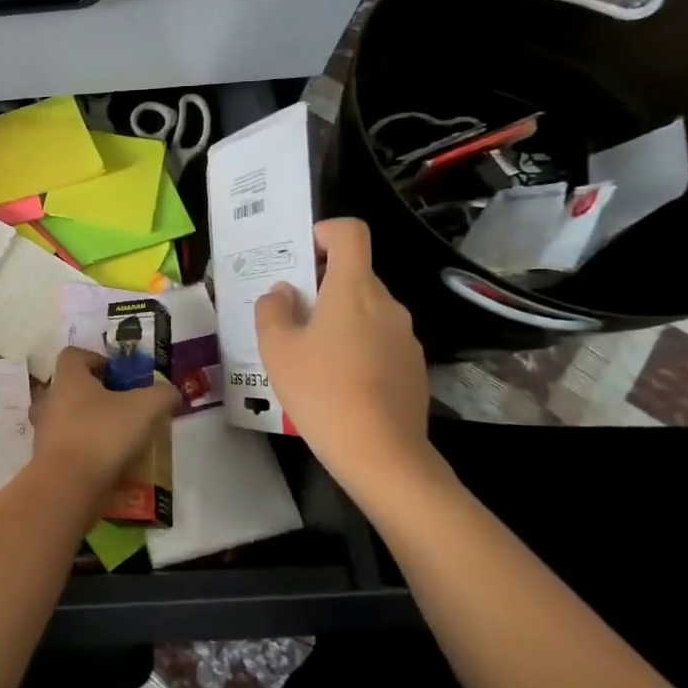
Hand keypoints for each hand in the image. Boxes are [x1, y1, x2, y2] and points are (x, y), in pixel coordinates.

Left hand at [32, 346, 180, 495]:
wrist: (68, 486)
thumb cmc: (103, 434)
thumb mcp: (145, 408)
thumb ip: (162, 394)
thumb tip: (171, 392)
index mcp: (68, 377)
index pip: (74, 355)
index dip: (97, 359)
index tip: (121, 376)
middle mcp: (50, 399)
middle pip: (72, 388)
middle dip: (98, 396)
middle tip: (126, 408)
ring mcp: (44, 431)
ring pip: (70, 419)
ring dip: (92, 426)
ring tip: (122, 440)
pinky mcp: (46, 460)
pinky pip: (70, 448)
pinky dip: (87, 453)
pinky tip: (111, 465)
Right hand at [254, 219, 442, 498]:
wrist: (381, 454)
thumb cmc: (322, 391)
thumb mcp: (277, 349)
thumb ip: (273, 309)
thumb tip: (284, 292)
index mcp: (354, 289)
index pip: (350, 233)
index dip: (323, 233)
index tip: (300, 258)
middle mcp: (387, 304)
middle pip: (354, 274)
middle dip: (321, 285)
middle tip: (289, 315)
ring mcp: (406, 336)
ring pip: (366, 309)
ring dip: (338, 318)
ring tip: (309, 354)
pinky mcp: (414, 366)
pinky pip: (380, 339)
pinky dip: (357, 345)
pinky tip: (337, 381)